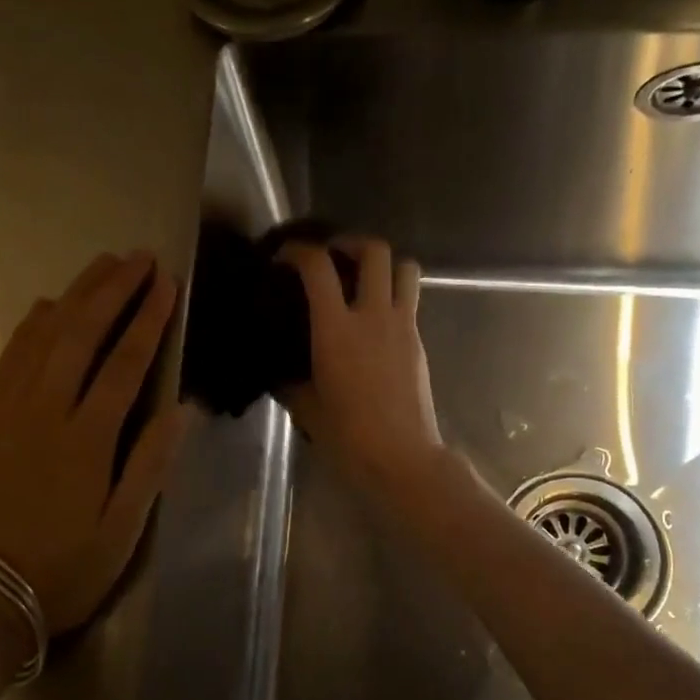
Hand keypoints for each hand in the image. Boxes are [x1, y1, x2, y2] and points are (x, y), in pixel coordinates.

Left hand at [0, 251, 193, 637]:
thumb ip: (148, 466)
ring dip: (74, 297)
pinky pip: (7, 361)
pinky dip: (29, 328)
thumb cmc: (63, 570)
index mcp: (86, 440)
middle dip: (112, 291)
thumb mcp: (120, 532)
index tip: (167, 284)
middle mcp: (45, 413)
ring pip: (42, 339)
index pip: (125, 364)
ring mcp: (7, 413)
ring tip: (100, 267)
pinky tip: (44, 308)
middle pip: (81, 335)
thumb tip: (178, 409)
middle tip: (138, 259)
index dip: (148, 320)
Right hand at [277, 237, 441, 486]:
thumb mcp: (306, 408)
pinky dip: (394, 295)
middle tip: (334, 256)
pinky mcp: (418, 341)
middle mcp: (373, 316)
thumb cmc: (348, 435)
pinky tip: (375, 319)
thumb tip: (281, 373)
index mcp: (336, 329)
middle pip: (374, 251)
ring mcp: (402, 326)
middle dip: (351, 242)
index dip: (298, 252)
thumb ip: (291, 382)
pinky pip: (410, 301)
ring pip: (405, 268)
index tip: (284, 258)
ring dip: (384, 263)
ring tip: (363, 278)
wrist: (402, 457)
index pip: (318, 267)